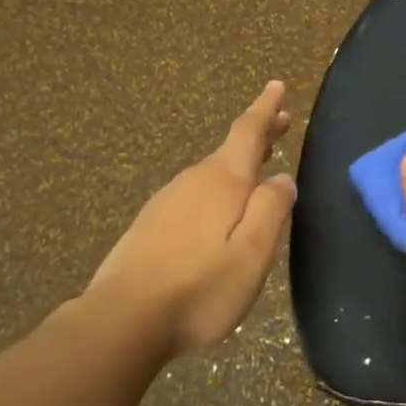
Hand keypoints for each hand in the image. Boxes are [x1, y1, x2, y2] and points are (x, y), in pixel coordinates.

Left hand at [86, 81, 297, 357]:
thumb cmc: (199, 288)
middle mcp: (193, 181)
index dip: (264, 108)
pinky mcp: (151, 224)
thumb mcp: (252, 254)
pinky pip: (194, 194)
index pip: (247, 132)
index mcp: (222, 182)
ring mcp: (167, 201)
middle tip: (280, 122)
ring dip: (238, 165)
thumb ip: (271, 211)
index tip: (276, 85)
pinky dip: (216, 189)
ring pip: (211, 173)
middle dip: (257, 135)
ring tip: (258, 168)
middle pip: (230, 150)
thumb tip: (282, 178)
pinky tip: (219, 213)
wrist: (122, 320)